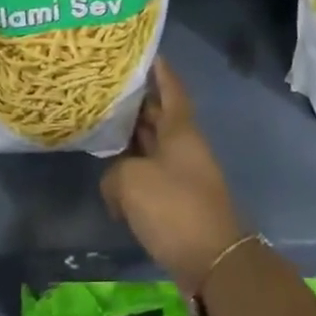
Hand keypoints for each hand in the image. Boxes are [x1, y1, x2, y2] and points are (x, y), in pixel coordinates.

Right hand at [101, 59, 246, 296]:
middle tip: (108, 90)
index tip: (146, 53)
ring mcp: (184, 175)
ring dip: (133, 139)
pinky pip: (153, 175)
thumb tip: (114, 183)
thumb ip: (115, 173)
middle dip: (138, 103)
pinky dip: (134, 172)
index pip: (172, 89)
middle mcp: (184, 146)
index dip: (160, 71)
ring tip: (103, 129)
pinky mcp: (179, 203)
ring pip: (155, 146)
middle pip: (160, 116)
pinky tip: (112, 179)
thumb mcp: (132, 182)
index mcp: (181, 130)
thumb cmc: (174, 208)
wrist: (212, 262)